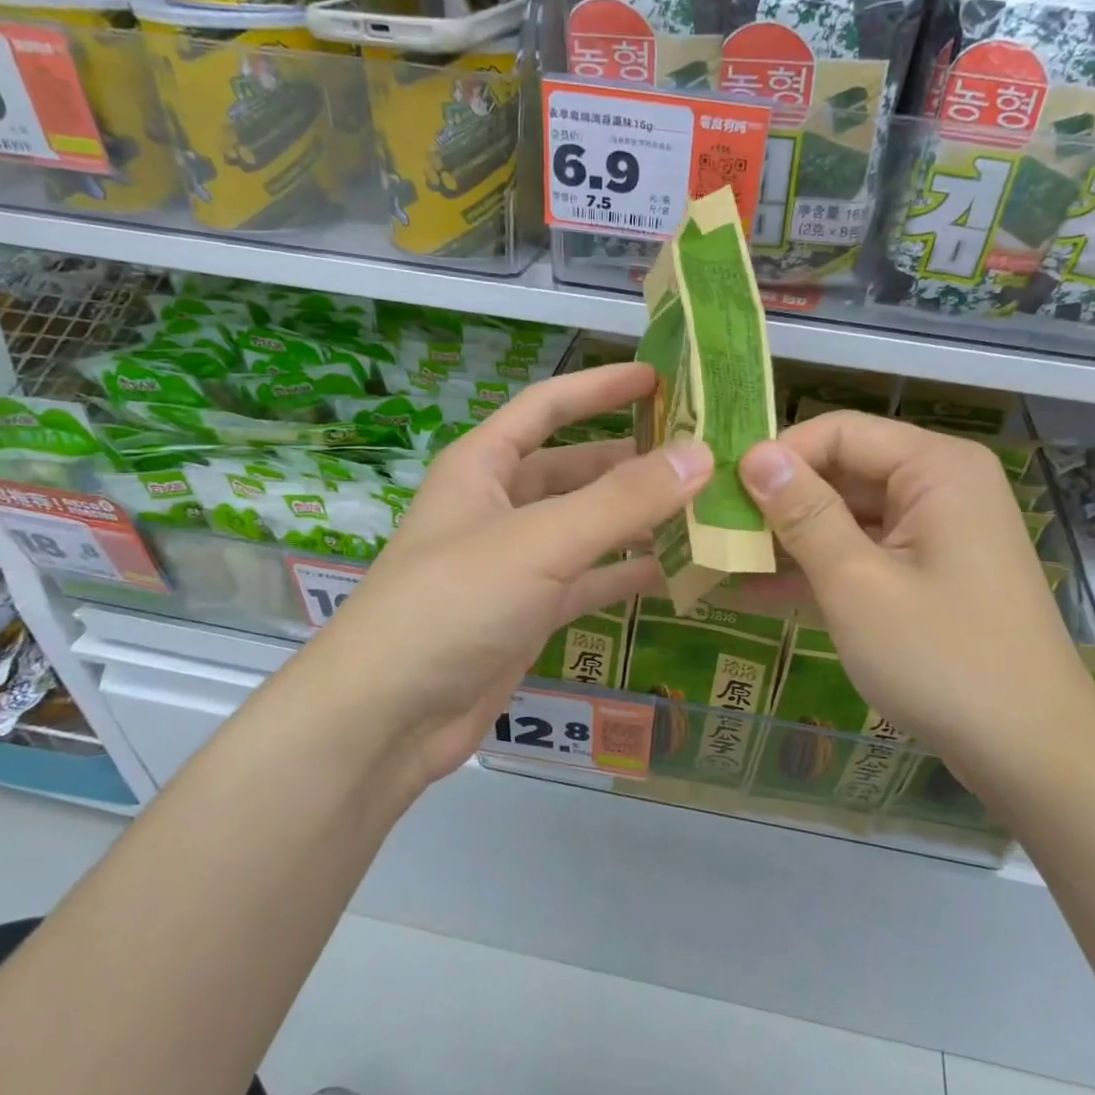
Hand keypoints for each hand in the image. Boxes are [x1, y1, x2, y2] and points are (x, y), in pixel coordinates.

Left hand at [299, 363, 710, 788]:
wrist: (388, 717)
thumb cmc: (453, 604)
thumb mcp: (540, 541)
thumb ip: (622, 500)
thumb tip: (700, 454)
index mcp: (483, 466)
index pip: (547, 406)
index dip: (601, 387)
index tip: (660, 377)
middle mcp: (498, 506)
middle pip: (575, 469)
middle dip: (633, 460)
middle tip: (703, 455)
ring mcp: (515, 563)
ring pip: (587, 527)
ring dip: (638, 519)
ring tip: (706, 509)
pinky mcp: (529, 613)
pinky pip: (589, 579)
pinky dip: (627, 573)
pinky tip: (678, 571)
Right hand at [738, 412, 1094, 790]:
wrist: (1030, 751)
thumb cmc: (941, 659)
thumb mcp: (857, 583)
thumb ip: (803, 513)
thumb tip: (754, 455)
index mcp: (935, 468)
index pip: (839, 433)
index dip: (777, 456)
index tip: (719, 491)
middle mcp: (940, 486)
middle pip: (843, 472)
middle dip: (778, 502)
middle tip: (711, 529)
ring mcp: (936, 533)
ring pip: (847, 516)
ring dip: (790, 540)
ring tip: (720, 559)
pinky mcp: (929, 573)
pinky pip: (864, 554)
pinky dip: (818, 570)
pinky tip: (756, 591)